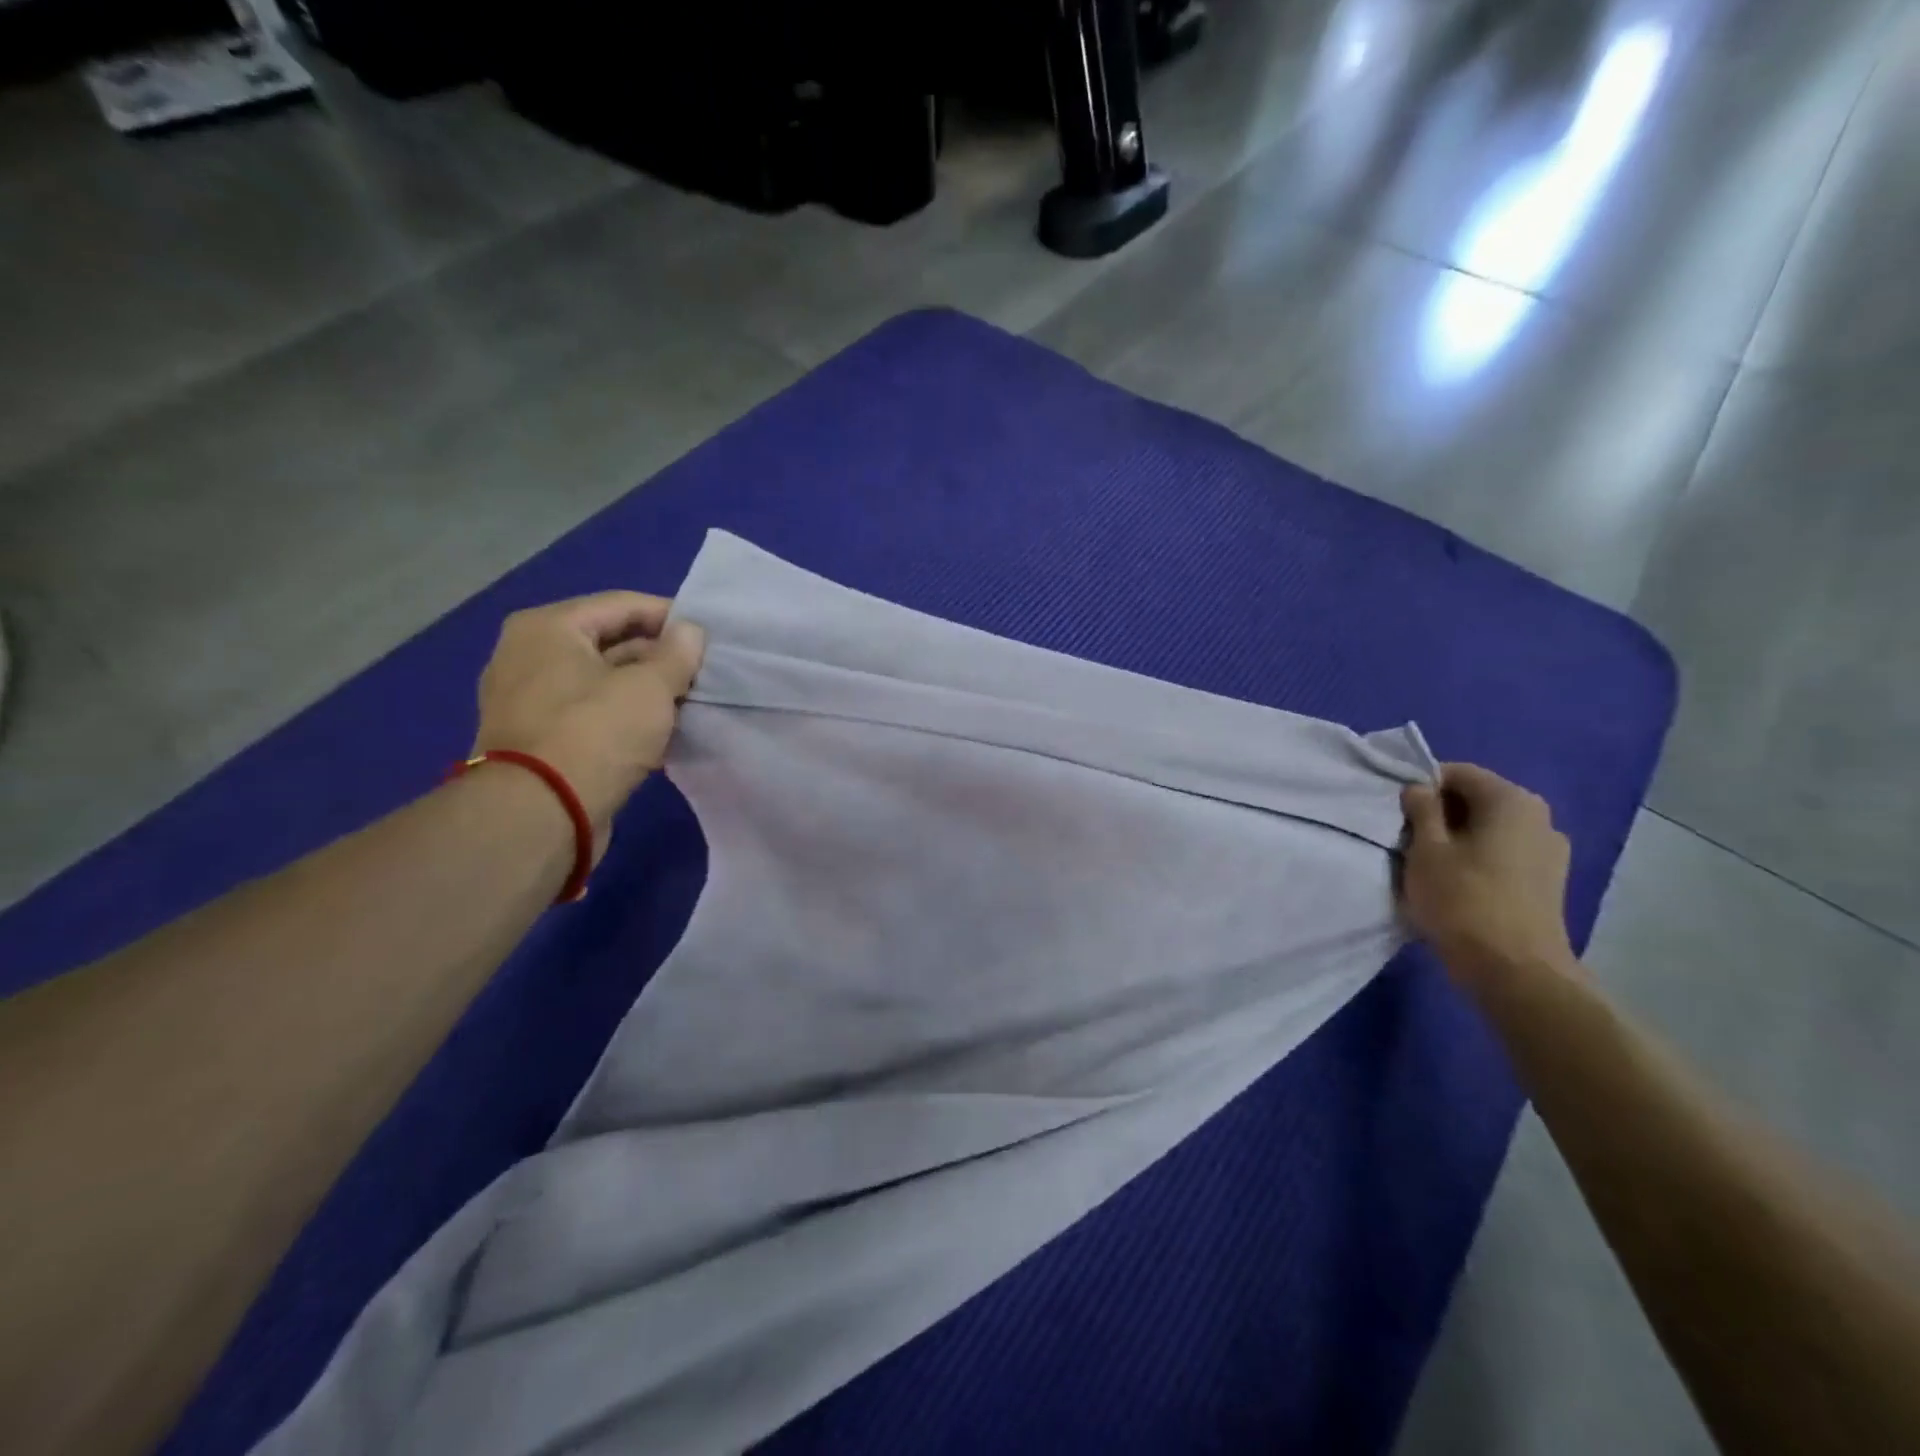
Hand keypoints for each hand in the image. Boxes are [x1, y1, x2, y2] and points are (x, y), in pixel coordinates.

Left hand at [472, 593, 704, 849]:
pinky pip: (590, 713)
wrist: (540, 814)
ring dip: (644, 691)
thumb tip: (690, 632)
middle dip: (658, 658)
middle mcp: (529, 655)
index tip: (708, 637)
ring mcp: (528, 699)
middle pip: (609, 643)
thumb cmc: (596, 733)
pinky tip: (660, 733)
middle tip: (702, 674)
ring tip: (688, 703)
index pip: (622, 605)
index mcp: (548, 628)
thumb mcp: (650, 687)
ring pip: (602, 681)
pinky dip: (623, 717)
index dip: (670, 617)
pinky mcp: (537, 738)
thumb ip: (677, 654)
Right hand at [1399, 763, 1575, 981]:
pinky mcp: (1549, 882)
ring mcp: (1550, 852)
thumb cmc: (1463, 899)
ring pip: (1489, 829)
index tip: (1397, 811)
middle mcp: (1540, 818)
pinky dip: (1477, 858)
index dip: (1422, 785)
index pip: (1458, 773)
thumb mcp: (1425, 849)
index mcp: (1512, 800)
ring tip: (1429, 863)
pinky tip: (1457, 882)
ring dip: (1457, 838)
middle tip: (1407, 837)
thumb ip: (1420, 810)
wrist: (1514, 970)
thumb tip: (1419, 789)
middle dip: (1440, 812)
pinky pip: (1503, 854)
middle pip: (1477, 800)